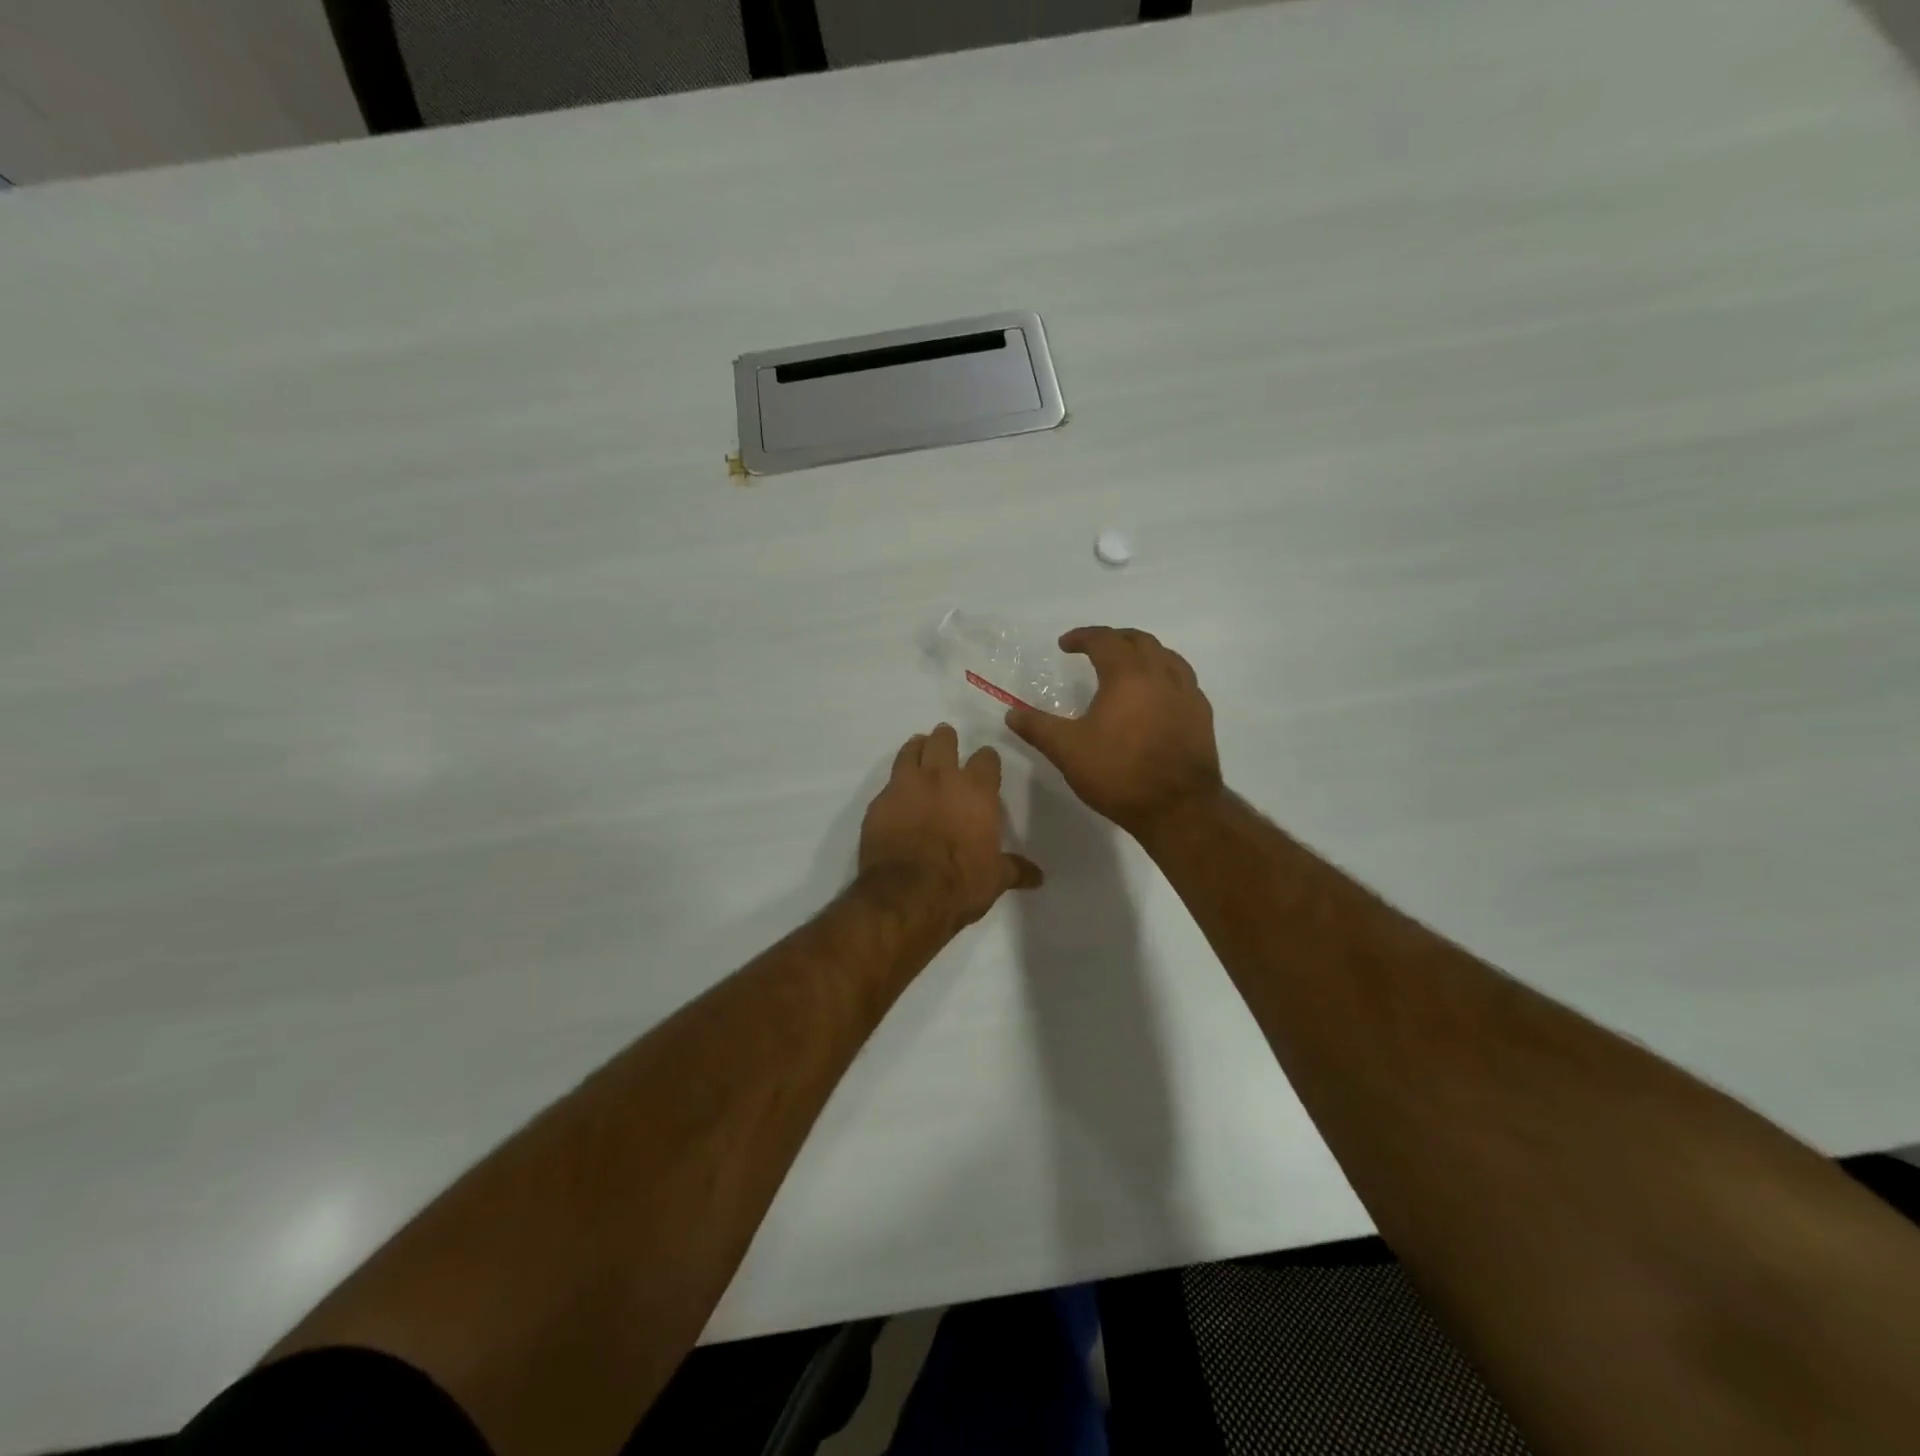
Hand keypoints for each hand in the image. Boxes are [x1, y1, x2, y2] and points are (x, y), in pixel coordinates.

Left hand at [858, 723, 1043, 928]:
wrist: (906, 893)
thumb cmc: (960, 883)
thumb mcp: (995, 879)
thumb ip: (1014, 870)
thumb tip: (1038, 876)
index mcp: (977, 791)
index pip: (986, 759)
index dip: (987, 760)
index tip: (986, 763)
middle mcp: (942, 778)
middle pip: (944, 742)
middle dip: (946, 739)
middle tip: (947, 740)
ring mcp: (906, 786)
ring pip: (911, 751)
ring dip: (917, 748)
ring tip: (919, 748)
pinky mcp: (879, 802)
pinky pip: (888, 782)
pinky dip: (895, 783)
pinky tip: (896, 792)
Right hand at [1006, 626, 1222, 839]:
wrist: (1178, 808)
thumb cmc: (1119, 773)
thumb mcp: (1067, 751)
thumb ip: (1038, 728)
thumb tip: (1011, 713)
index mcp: (1127, 675)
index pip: (1104, 640)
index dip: (1082, 637)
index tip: (1065, 645)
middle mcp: (1161, 674)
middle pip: (1139, 641)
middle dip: (1114, 639)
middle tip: (1095, 649)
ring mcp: (1187, 694)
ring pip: (1167, 657)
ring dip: (1143, 653)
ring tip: (1127, 667)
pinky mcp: (1202, 715)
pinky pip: (1183, 680)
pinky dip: (1164, 675)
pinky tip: (1156, 696)